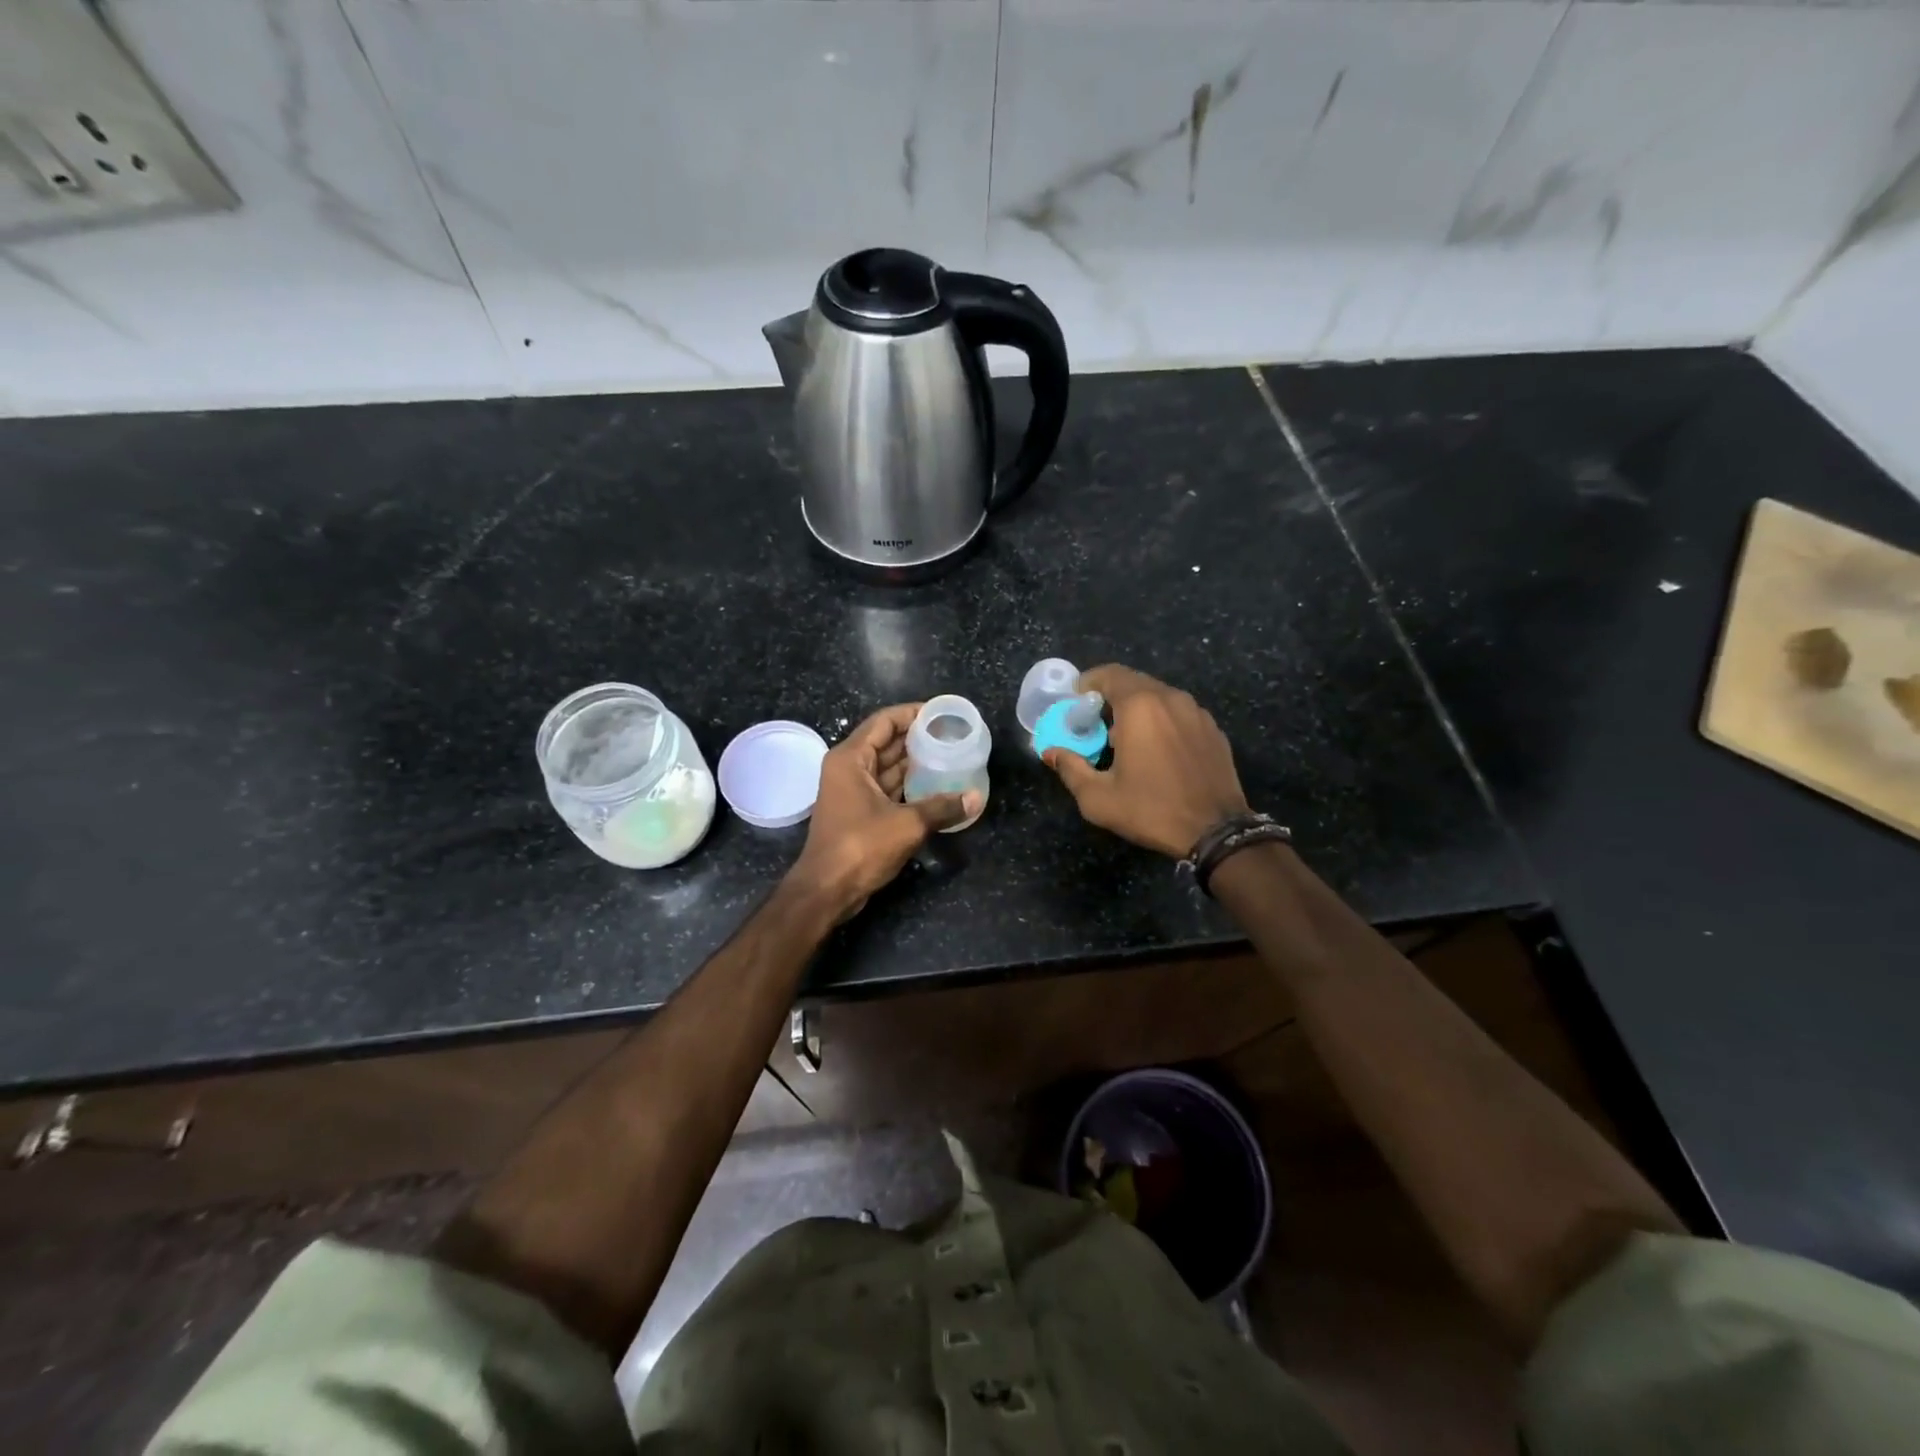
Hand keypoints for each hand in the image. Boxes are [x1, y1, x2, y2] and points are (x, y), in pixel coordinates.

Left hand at [789, 703, 978, 920]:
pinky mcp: (859, 813)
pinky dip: (909, 786)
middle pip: (886, 742)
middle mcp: (848, 768)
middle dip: (918, 738)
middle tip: (953, 735)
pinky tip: (936, 786)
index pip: (884, 721)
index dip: (913, 713)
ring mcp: (852, 791)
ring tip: (950, 756)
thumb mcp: (907, 824)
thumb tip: (975, 798)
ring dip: (915, 763)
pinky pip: (887, 789)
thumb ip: (942, 807)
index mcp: (851, 758)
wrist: (826, 890)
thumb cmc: (860, 847)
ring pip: (888, 767)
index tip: (942, 713)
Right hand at [1043, 665, 1248, 858]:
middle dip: (1111, 697)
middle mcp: (1171, 698)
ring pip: (1159, 696)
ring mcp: (1197, 712)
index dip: (1088, 683)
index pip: (1109, 674)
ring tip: (1125, 740)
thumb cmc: (1151, 810)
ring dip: (1138, 709)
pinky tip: (1157, 752)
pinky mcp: (1213, 729)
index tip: (1075, 704)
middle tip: (1096, 724)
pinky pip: (1179, 713)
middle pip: (1134, 682)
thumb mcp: (1098, 797)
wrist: (1216, 832)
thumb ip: (1070, 768)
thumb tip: (1050, 752)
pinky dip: (1162, 721)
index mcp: (1140, 706)